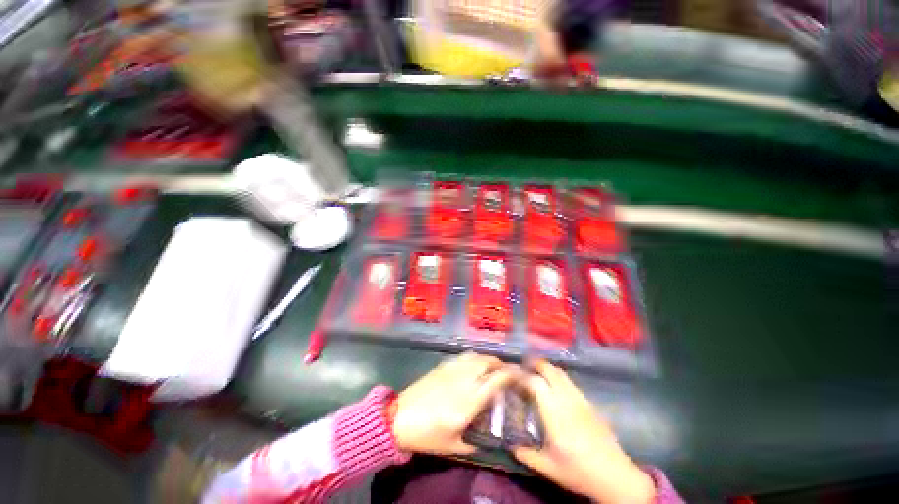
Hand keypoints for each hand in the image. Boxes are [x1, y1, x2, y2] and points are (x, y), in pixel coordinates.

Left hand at [392, 353, 514, 455]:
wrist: (398, 417)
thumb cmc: (426, 435)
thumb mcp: (452, 446)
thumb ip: (473, 444)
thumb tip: (486, 440)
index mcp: (469, 401)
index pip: (496, 381)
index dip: (510, 374)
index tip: (520, 374)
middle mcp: (463, 380)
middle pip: (487, 363)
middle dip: (501, 363)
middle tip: (507, 370)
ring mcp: (452, 370)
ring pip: (475, 356)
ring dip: (487, 358)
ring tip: (493, 365)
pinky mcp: (442, 366)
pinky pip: (463, 356)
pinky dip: (473, 357)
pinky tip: (474, 363)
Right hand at [513, 361, 655, 503]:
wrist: (616, 477)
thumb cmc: (579, 471)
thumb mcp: (548, 468)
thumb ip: (526, 454)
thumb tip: (510, 445)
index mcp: (554, 411)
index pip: (534, 382)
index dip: (521, 375)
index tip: (510, 375)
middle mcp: (567, 399)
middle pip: (550, 370)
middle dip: (535, 364)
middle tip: (523, 367)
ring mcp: (580, 399)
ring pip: (562, 374)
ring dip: (548, 369)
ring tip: (537, 374)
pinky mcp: (590, 404)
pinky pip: (571, 383)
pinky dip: (559, 378)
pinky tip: (556, 390)